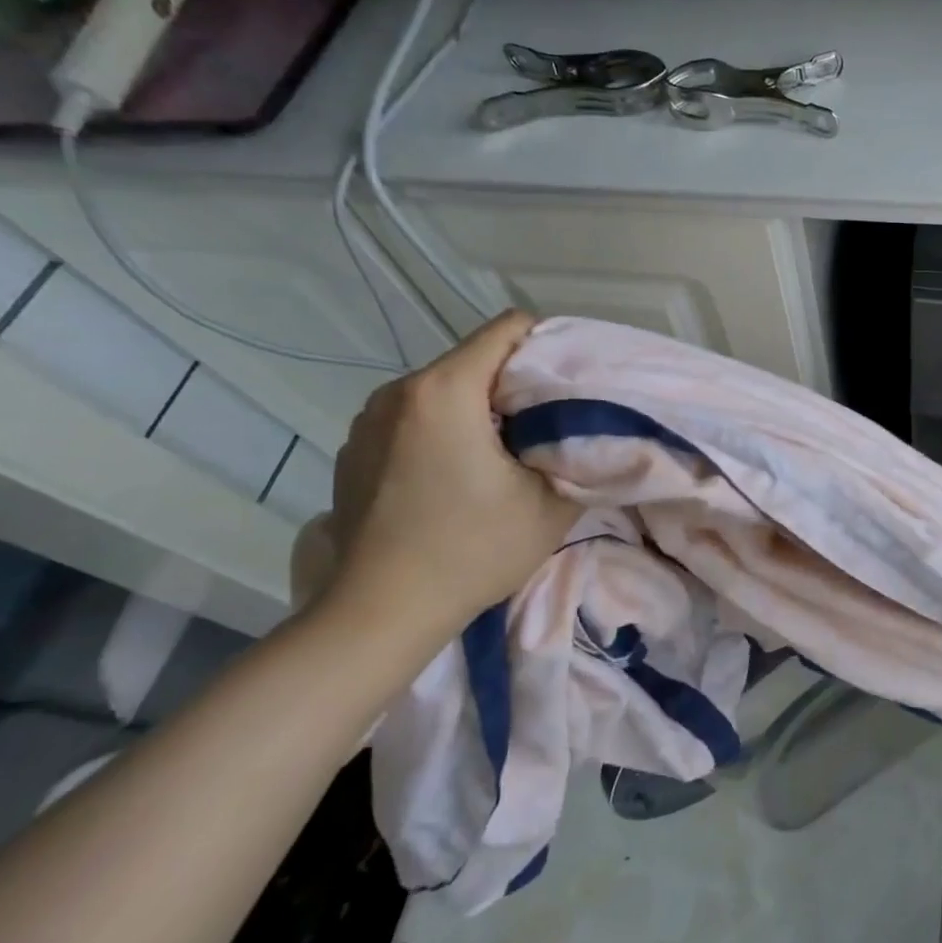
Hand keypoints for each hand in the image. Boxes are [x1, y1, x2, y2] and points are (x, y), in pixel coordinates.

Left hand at [319, 311, 580, 643]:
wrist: (380, 613)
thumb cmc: (472, 550)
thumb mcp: (551, 504)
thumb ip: (579, 452)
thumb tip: (588, 430)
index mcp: (445, 391)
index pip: (508, 329)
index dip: (549, 347)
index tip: (569, 385)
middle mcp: (398, 392)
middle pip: (475, 359)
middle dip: (515, 384)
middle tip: (545, 427)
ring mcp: (368, 420)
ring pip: (444, 389)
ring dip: (477, 409)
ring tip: (500, 456)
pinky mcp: (353, 449)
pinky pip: (413, 418)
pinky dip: (442, 431)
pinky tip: (453, 478)